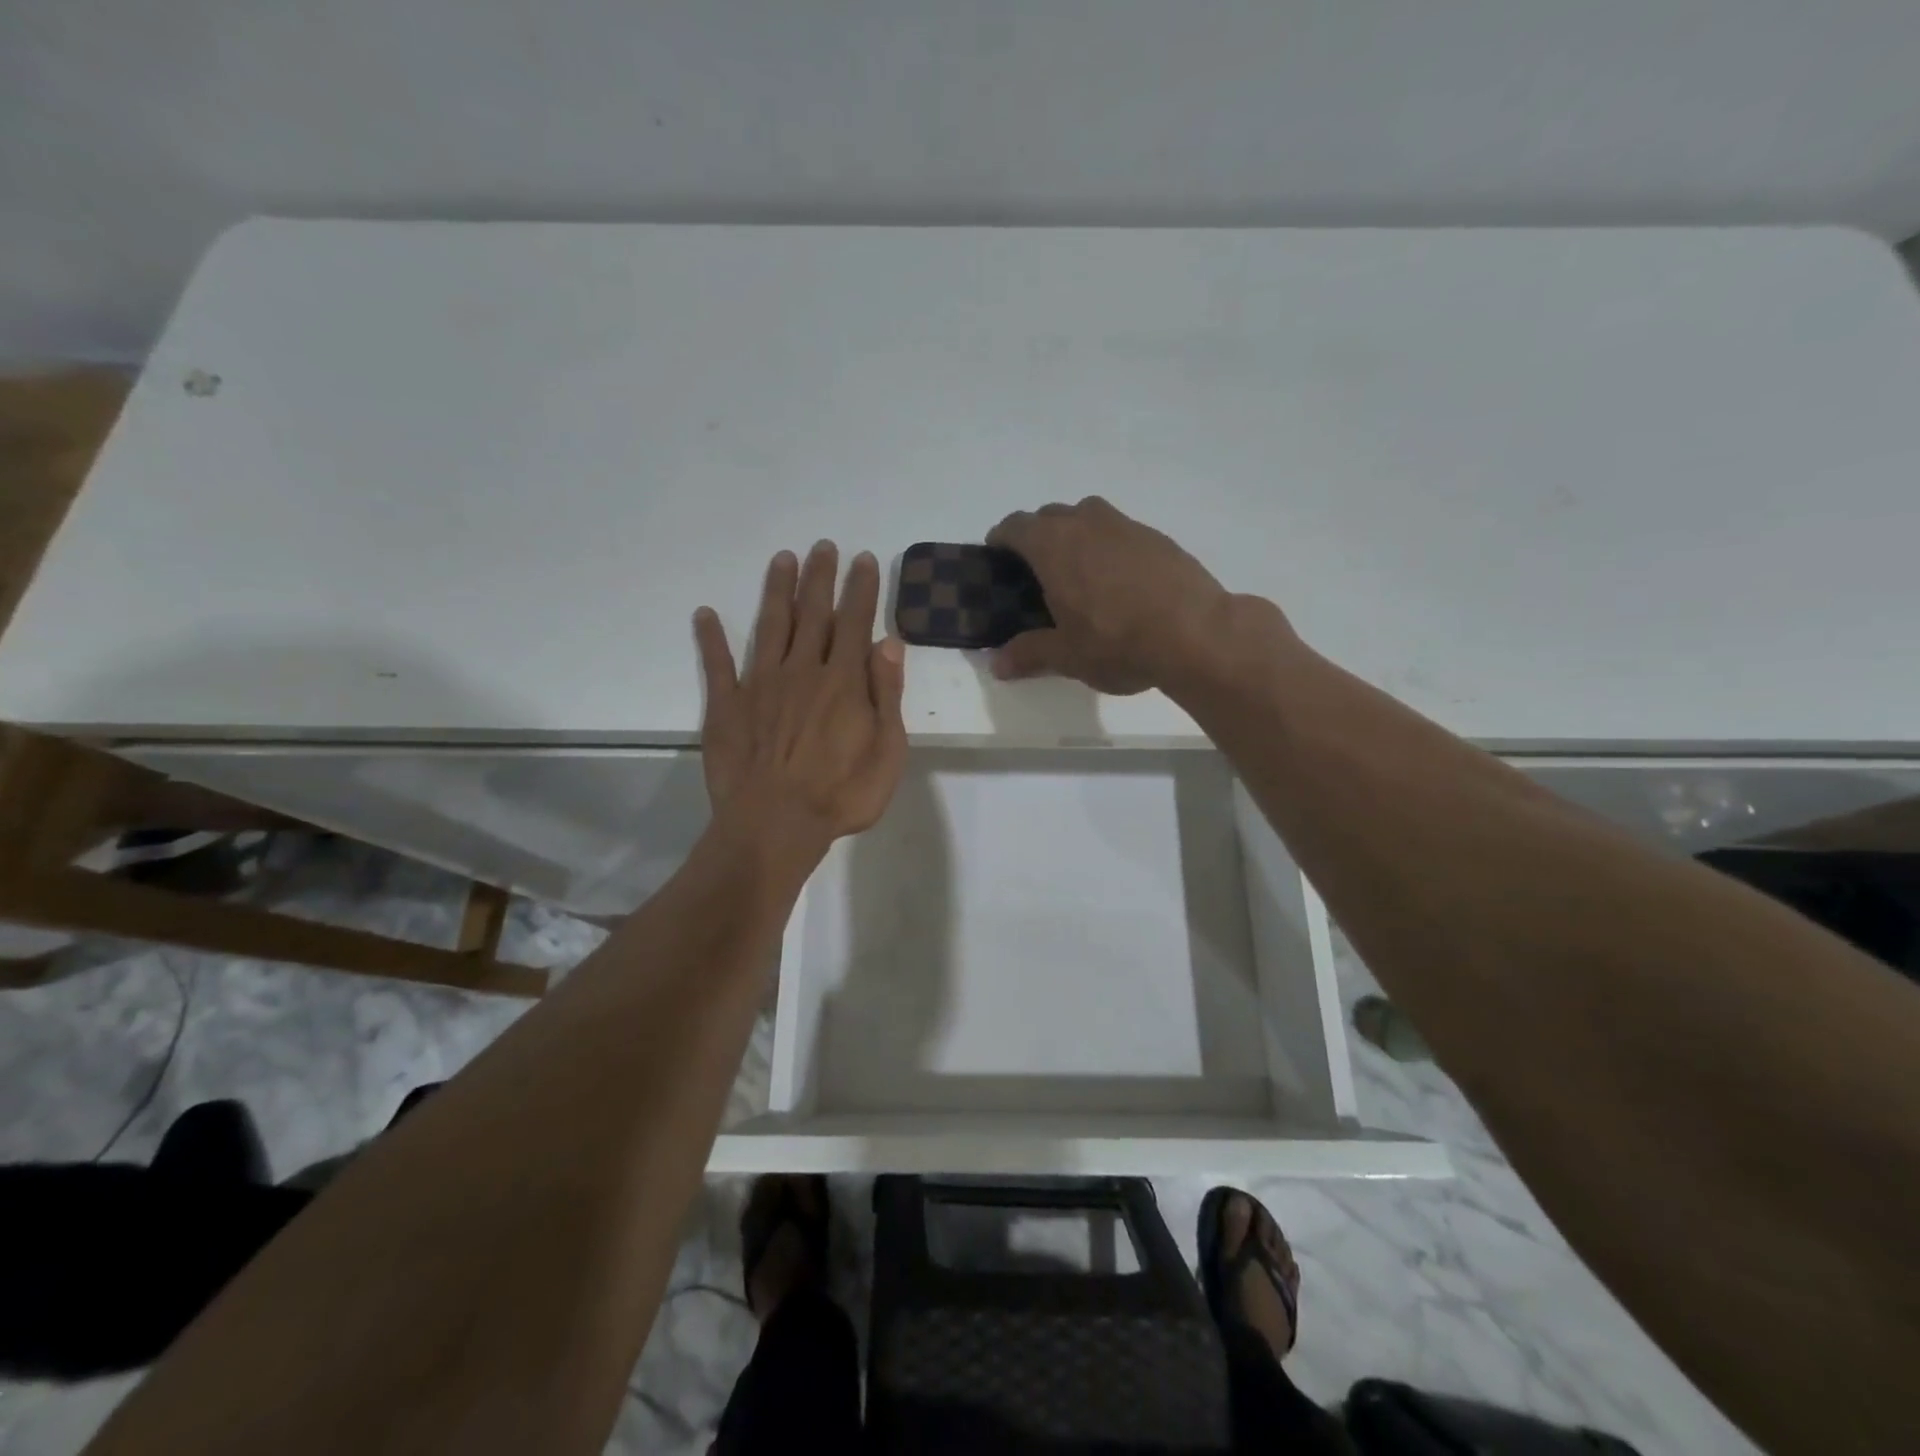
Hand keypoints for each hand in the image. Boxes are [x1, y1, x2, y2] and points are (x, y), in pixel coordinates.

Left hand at [695, 542, 908, 868]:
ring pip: (771, 626)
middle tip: (823, 545)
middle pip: (813, 613)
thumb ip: (887, 694)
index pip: (854, 622)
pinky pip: (717, 664)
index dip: (860, 589)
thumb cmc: (841, 794)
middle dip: (820, 576)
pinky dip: (711, 638)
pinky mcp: (727, 706)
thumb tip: (888, 642)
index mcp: (842, 681)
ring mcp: (760, 685)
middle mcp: (801, 670)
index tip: (863, 559)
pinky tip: (704, 614)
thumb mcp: (887, 751)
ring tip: (782, 558)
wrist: (775, 825)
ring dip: (777, 590)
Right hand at [987, 497, 1254, 694]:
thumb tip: (997, 665)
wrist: (1196, 633)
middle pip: (1050, 516)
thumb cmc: (1118, 642)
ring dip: (1075, 535)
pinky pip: (1120, 532)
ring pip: (1088, 517)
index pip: (1015, 526)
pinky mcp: (1158, 538)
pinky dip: (1109, 547)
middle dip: (1037, 537)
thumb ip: (1029, 654)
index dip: (1001, 540)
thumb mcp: (1067, 656)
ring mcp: (1126, 526)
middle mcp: (1087, 523)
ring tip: (1078, 573)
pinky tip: (1119, 583)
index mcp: (1054, 545)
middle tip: (1036, 573)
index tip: (996, 558)